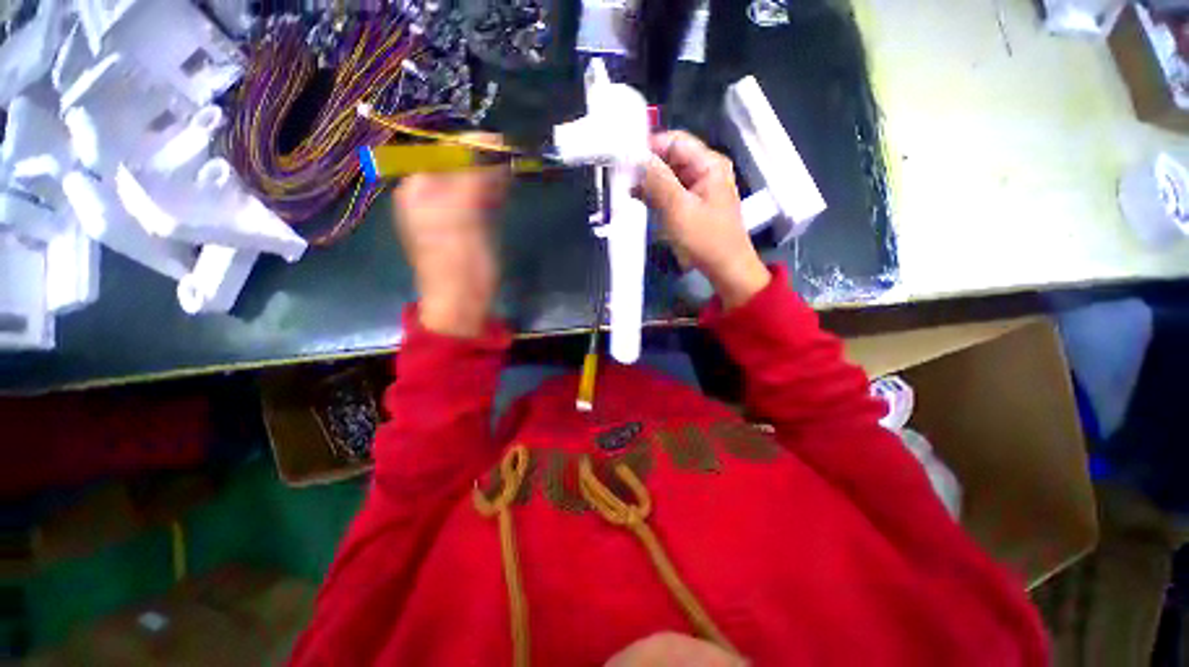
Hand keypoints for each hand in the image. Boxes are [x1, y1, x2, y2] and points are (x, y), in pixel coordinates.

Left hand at [393, 138, 509, 336]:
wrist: (461, 303)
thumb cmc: (459, 262)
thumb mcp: (464, 214)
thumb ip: (474, 175)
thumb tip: (491, 139)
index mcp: (418, 189)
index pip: (444, 151)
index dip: (473, 145)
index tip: (503, 148)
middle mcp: (427, 195)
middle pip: (456, 164)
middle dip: (483, 162)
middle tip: (509, 165)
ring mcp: (445, 211)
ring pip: (469, 182)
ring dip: (489, 176)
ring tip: (509, 178)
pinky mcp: (462, 225)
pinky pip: (475, 199)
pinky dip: (490, 193)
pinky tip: (503, 193)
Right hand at [639, 131, 769, 308]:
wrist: (725, 269)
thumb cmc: (705, 239)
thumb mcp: (678, 208)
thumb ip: (657, 180)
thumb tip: (635, 158)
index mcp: (708, 164)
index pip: (674, 141)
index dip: (649, 147)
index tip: (624, 158)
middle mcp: (705, 171)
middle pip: (670, 158)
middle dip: (646, 166)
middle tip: (620, 176)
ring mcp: (699, 189)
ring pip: (668, 176)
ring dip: (648, 182)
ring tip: (625, 189)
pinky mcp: (692, 205)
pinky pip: (670, 192)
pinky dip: (655, 195)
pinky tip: (638, 199)